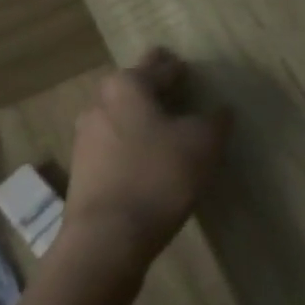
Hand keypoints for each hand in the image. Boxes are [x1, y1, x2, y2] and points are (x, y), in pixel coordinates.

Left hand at [60, 49, 230, 275]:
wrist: (105, 238)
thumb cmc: (157, 177)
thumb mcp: (201, 145)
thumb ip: (215, 122)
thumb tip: (222, 110)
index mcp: (128, 85)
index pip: (159, 65)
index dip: (177, 67)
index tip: (187, 69)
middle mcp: (101, 102)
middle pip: (134, 87)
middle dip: (154, 88)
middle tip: (177, 94)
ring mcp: (86, 136)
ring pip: (121, 116)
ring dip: (141, 118)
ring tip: (165, 129)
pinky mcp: (82, 169)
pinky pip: (113, 145)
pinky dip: (130, 145)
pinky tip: (147, 160)